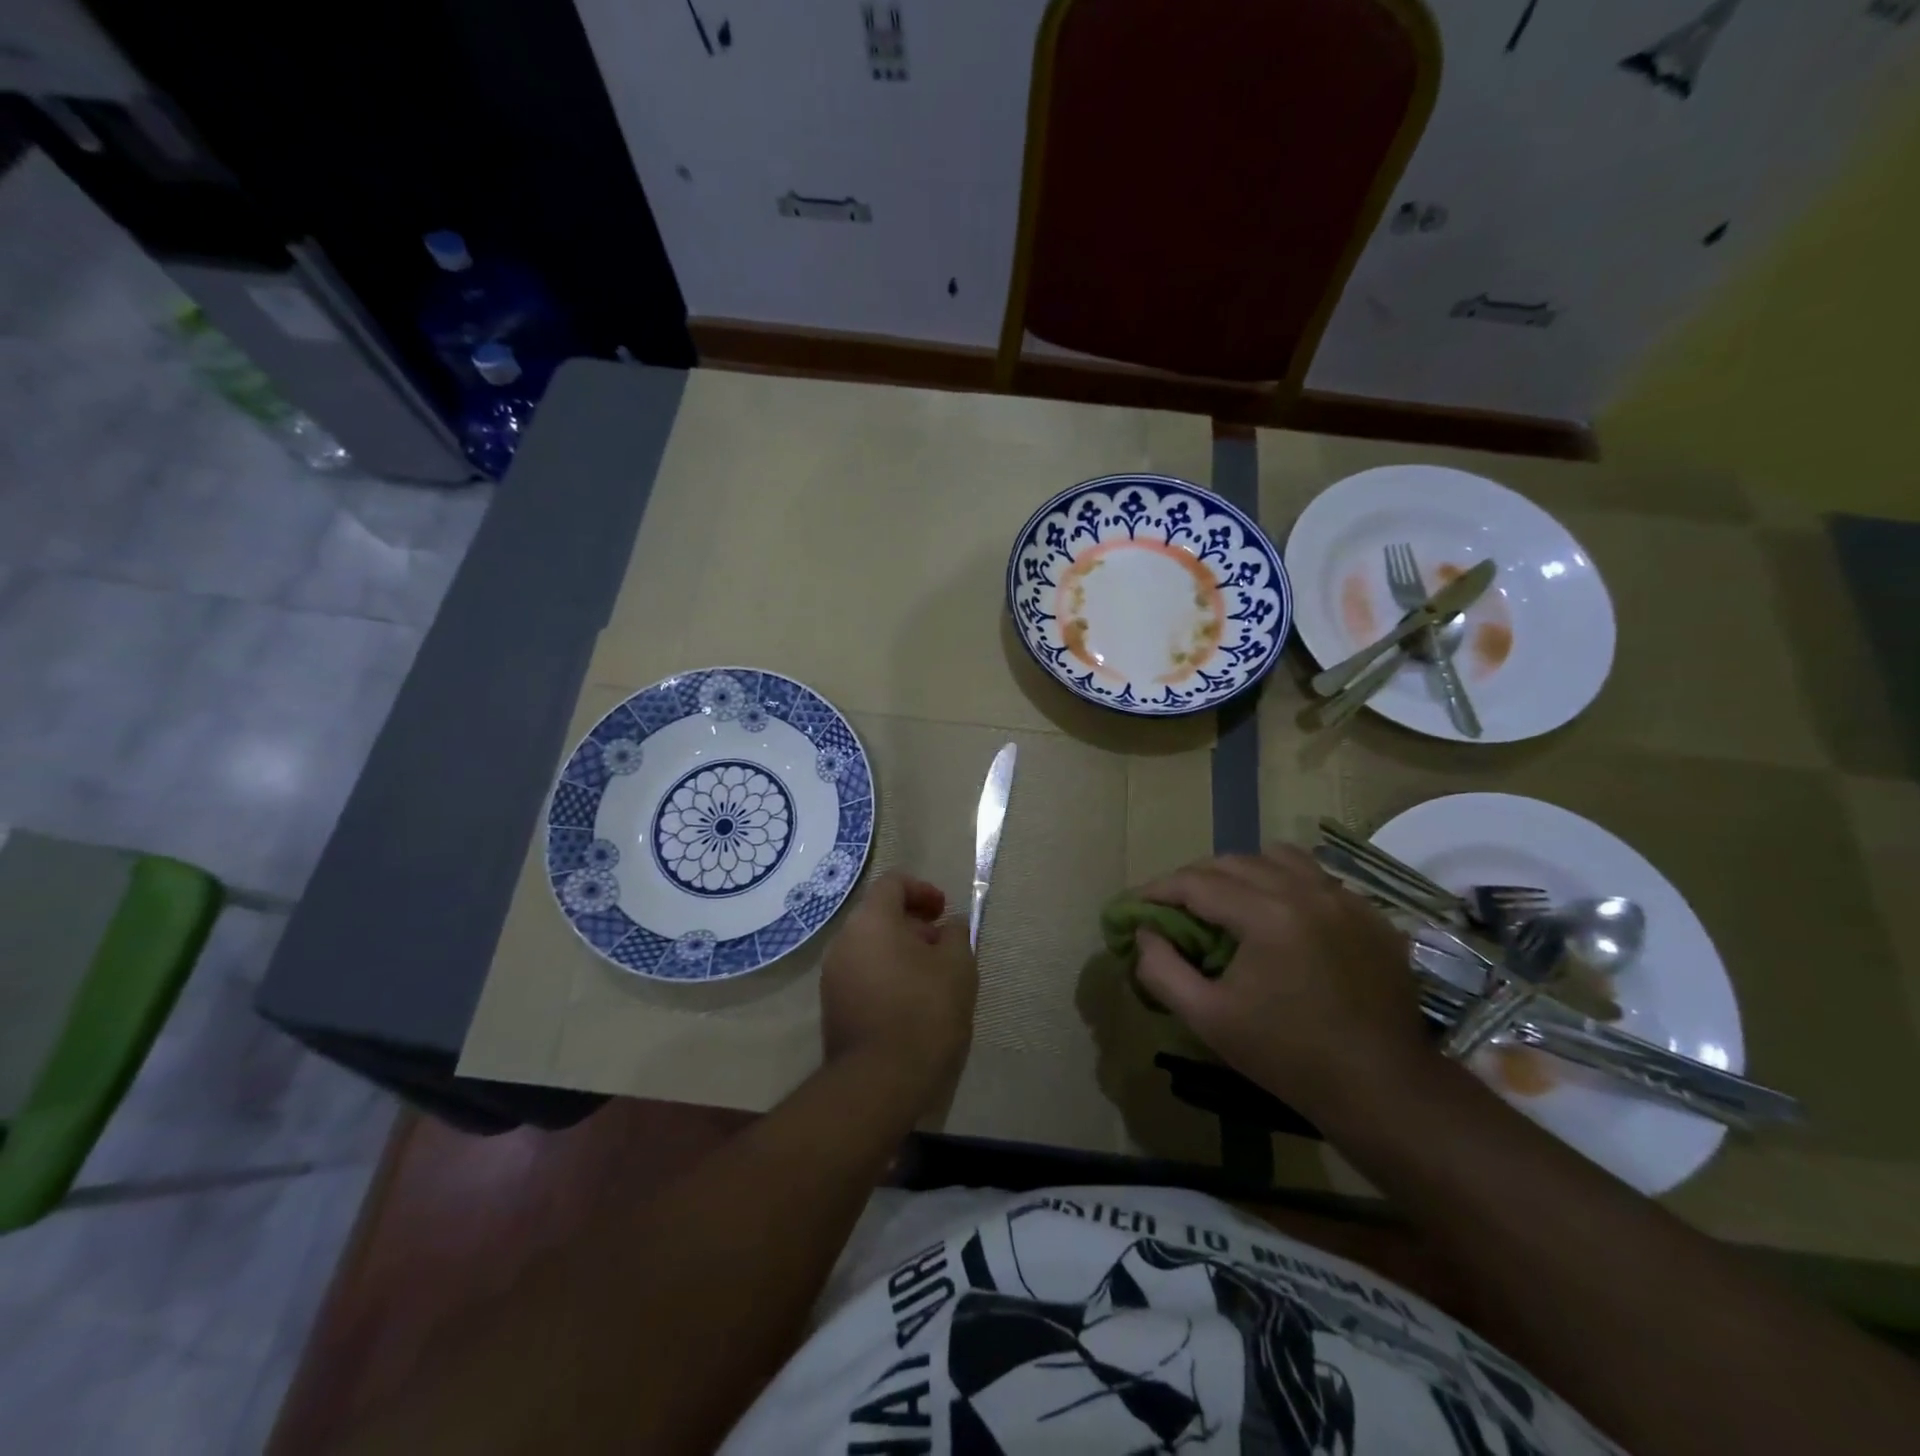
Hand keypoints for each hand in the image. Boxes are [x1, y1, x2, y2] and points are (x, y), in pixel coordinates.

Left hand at [820, 870, 977, 1111]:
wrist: (880, 1081)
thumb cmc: (924, 1011)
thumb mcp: (958, 966)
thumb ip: (956, 935)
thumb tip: (949, 926)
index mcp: (871, 920)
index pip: (892, 883)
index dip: (922, 889)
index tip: (944, 911)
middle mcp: (843, 940)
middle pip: (878, 915)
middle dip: (913, 923)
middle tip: (942, 946)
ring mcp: (832, 975)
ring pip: (869, 946)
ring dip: (900, 951)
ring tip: (931, 977)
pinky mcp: (832, 1007)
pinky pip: (862, 974)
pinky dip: (886, 975)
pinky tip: (911, 1002)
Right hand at [1134, 846, 1429, 1117]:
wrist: (1383, 1090)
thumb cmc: (1288, 1056)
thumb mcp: (1208, 1019)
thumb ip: (1161, 970)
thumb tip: (1143, 933)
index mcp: (1266, 914)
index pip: (1197, 882)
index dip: (1159, 889)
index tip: (1138, 904)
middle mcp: (1307, 892)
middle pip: (1235, 862)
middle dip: (1197, 878)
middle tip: (1176, 907)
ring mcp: (1345, 900)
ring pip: (1279, 858)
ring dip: (1244, 872)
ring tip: (1229, 902)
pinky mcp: (1371, 916)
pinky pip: (1318, 879)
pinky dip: (1287, 884)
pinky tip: (1281, 917)